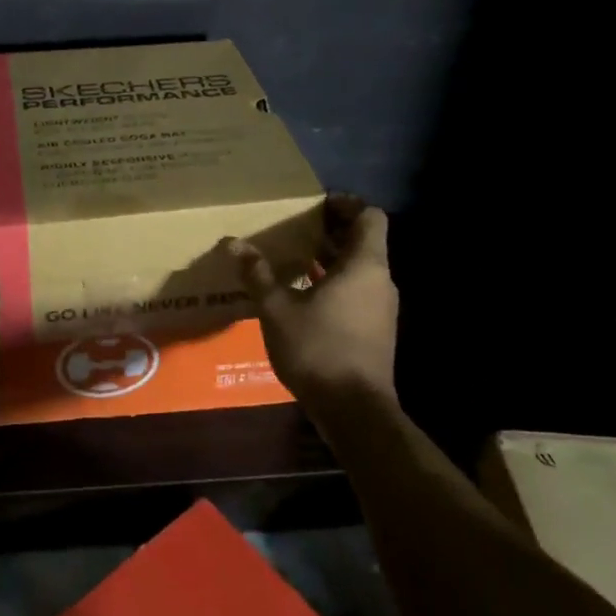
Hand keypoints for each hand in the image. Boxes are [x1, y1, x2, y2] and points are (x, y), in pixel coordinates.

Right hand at [222, 195, 397, 411]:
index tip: (317, 204)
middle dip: (331, 230)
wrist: (355, 411)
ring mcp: (381, 307)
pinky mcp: (376, 329)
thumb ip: (258, 274)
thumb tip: (234, 243)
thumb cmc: (318, 349)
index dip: (347, 204)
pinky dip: (335, 282)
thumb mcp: (277, 310)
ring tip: (294, 256)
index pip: (371, 216)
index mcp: (364, 265)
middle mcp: (380, 280)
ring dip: (331, 258)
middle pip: (363, 241)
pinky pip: (358, 290)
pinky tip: (303, 293)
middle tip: (295, 226)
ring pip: (360, 268)